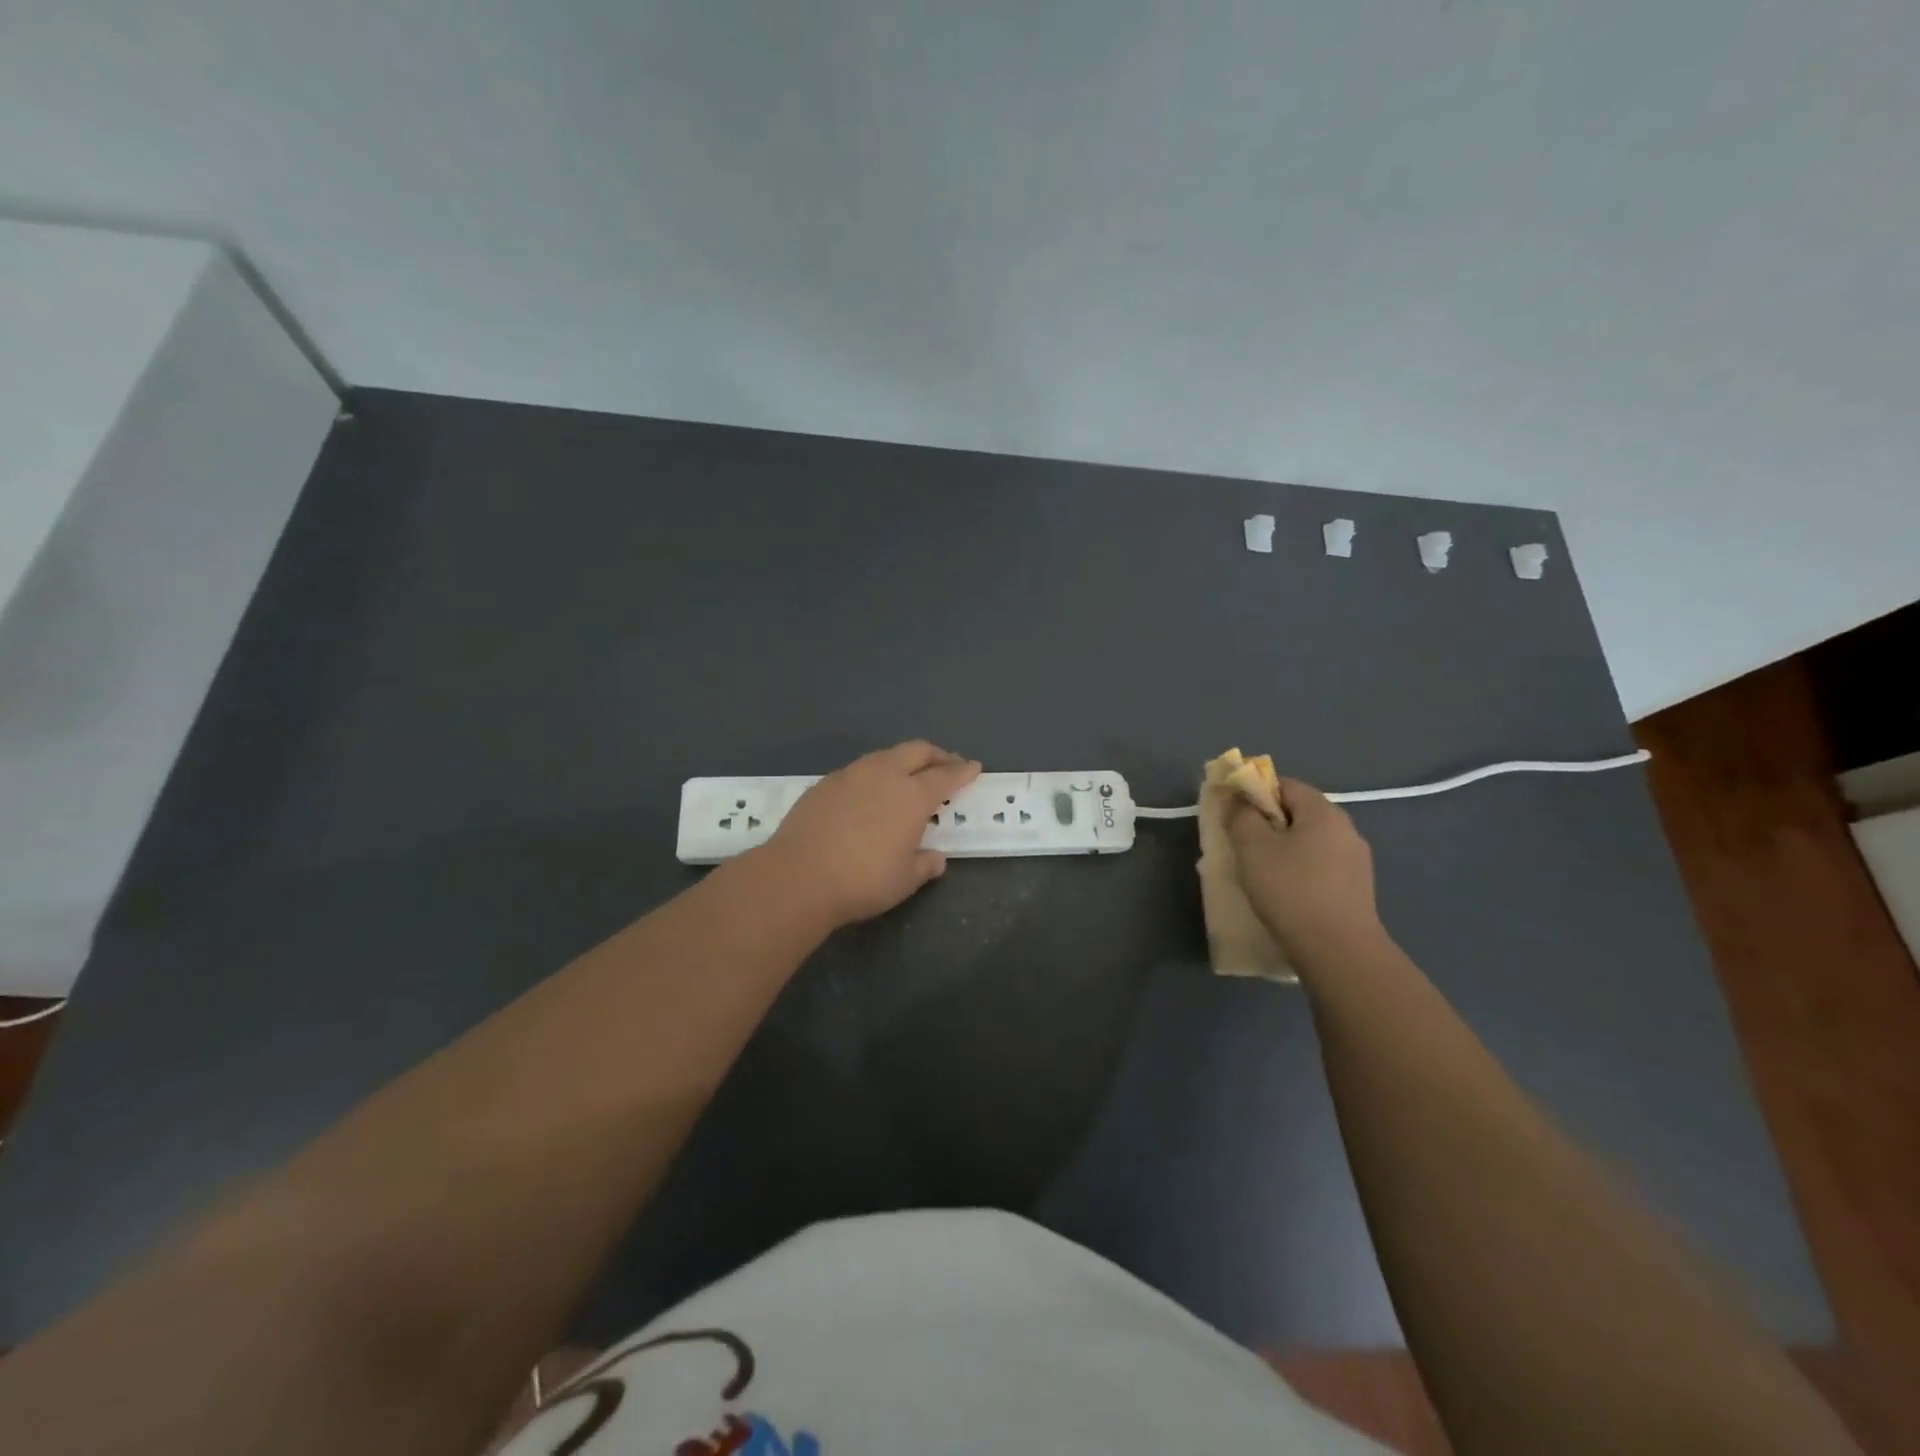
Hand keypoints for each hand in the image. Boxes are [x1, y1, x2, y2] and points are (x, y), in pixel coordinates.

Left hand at [758, 741, 981, 927]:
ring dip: (904, 760)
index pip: (946, 776)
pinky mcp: (825, 782)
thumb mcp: (904, 880)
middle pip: (918, 751)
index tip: (974, 767)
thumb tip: (935, 858)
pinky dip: (875, 774)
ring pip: (886, 755)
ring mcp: (851, 774)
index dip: (963, 771)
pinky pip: (859, 770)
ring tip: (908, 775)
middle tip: (947, 764)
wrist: (798, 876)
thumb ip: (924, 865)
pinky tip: (869, 793)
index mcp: (913, 796)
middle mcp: (885, 774)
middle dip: (937, 755)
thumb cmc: (862, 881)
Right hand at [1228, 778, 1384, 960]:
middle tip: (1242, 844)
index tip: (1234, 814)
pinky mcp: (1357, 890)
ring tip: (1260, 873)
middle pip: (1299, 813)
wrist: (1339, 952)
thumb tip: (1239, 801)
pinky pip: (1320, 868)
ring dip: (1283, 850)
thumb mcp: (1252, 848)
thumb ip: (1241, 816)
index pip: (1285, 785)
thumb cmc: (1291, 890)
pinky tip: (1285, 894)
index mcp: (1323, 812)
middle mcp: (1346, 830)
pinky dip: (1299, 872)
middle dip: (1268, 823)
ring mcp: (1356, 862)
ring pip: (1310, 843)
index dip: (1255, 792)